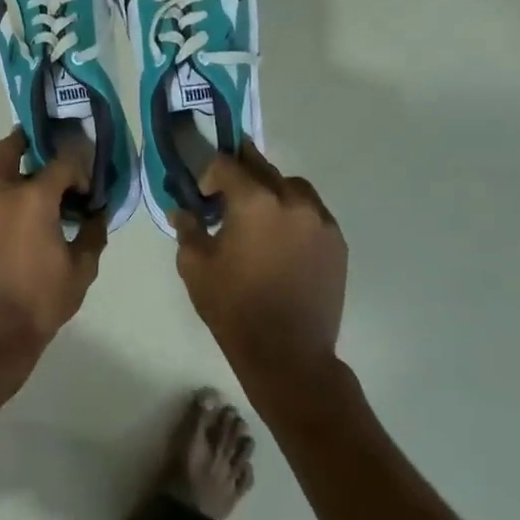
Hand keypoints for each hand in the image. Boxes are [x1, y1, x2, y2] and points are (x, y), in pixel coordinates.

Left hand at [0, 129, 107, 369]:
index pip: (63, 161)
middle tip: (49, 147)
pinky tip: (25, 214)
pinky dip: (6, 191)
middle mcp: (1, 192)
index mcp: (32, 197)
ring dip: (17, 168)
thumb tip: (97, 215)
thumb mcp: (80, 271)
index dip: (81, 166)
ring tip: (41, 186)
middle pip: (11, 147)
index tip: (89, 185)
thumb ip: (92, 235)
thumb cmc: (38, 301)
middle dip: (29, 141)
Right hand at [171, 141, 346, 389]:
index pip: (226, 164)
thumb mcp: (195, 266)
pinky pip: (312, 211)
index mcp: (254, 200)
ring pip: (291, 186)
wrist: (288, 354)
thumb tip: (182, 210)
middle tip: (226, 192)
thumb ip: (187, 229)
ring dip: (271, 190)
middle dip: (241, 173)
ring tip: (259, 216)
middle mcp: (291, 199)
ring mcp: (320, 220)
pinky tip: (282, 238)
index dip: (209, 173)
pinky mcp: (337, 242)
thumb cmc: (234, 307)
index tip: (202, 194)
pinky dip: (294, 213)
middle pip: (262, 167)